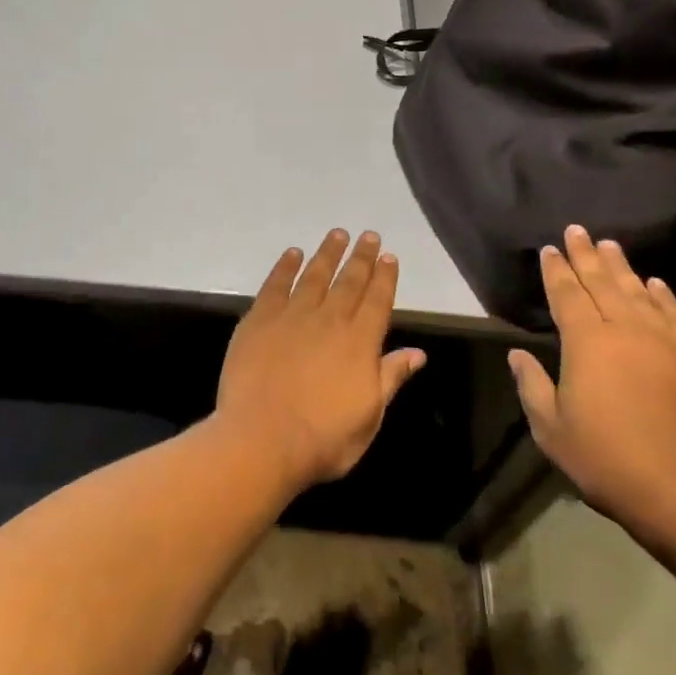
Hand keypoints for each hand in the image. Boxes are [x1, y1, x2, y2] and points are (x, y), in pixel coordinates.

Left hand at [215, 230, 426, 490]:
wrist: (262, 440)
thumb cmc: (323, 439)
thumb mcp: (369, 417)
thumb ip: (390, 378)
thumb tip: (417, 353)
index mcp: (360, 343)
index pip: (377, 301)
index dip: (385, 277)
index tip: (389, 256)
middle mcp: (329, 320)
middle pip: (349, 281)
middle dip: (361, 257)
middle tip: (368, 235)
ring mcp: (291, 317)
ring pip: (314, 275)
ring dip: (327, 254)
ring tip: (337, 234)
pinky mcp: (258, 320)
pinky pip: (275, 285)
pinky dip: (285, 267)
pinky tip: (293, 254)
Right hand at [507, 225, 675, 549]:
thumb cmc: (607, 461)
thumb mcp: (552, 429)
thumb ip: (532, 385)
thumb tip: (517, 354)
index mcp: (587, 343)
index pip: (567, 295)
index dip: (556, 271)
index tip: (549, 249)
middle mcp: (627, 330)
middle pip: (603, 283)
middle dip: (586, 256)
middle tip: (577, 231)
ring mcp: (668, 342)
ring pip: (640, 292)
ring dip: (622, 267)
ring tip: (610, 246)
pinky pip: (675, 314)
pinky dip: (663, 296)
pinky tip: (655, 284)